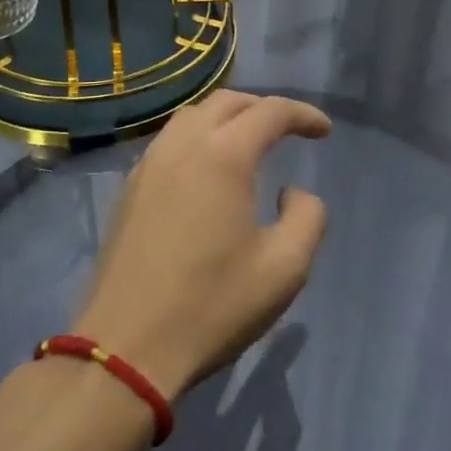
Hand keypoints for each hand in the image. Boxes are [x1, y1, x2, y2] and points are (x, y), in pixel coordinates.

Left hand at [72, 90, 331, 399]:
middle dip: (264, 108)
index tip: (324, 131)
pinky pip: (169, 141)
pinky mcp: (129, 190)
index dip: (303, 115)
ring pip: (191, 116)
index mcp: (223, 156)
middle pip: (227, 102)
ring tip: (249, 142)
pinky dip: (198, 137)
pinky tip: (207, 170)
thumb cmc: (212, 306)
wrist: (126, 348)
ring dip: (226, 118)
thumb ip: (307, 217)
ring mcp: (148, 166)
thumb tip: (291, 193)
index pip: (270, 112)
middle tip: (289, 130)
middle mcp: (182, 146)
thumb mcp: (285, 268)